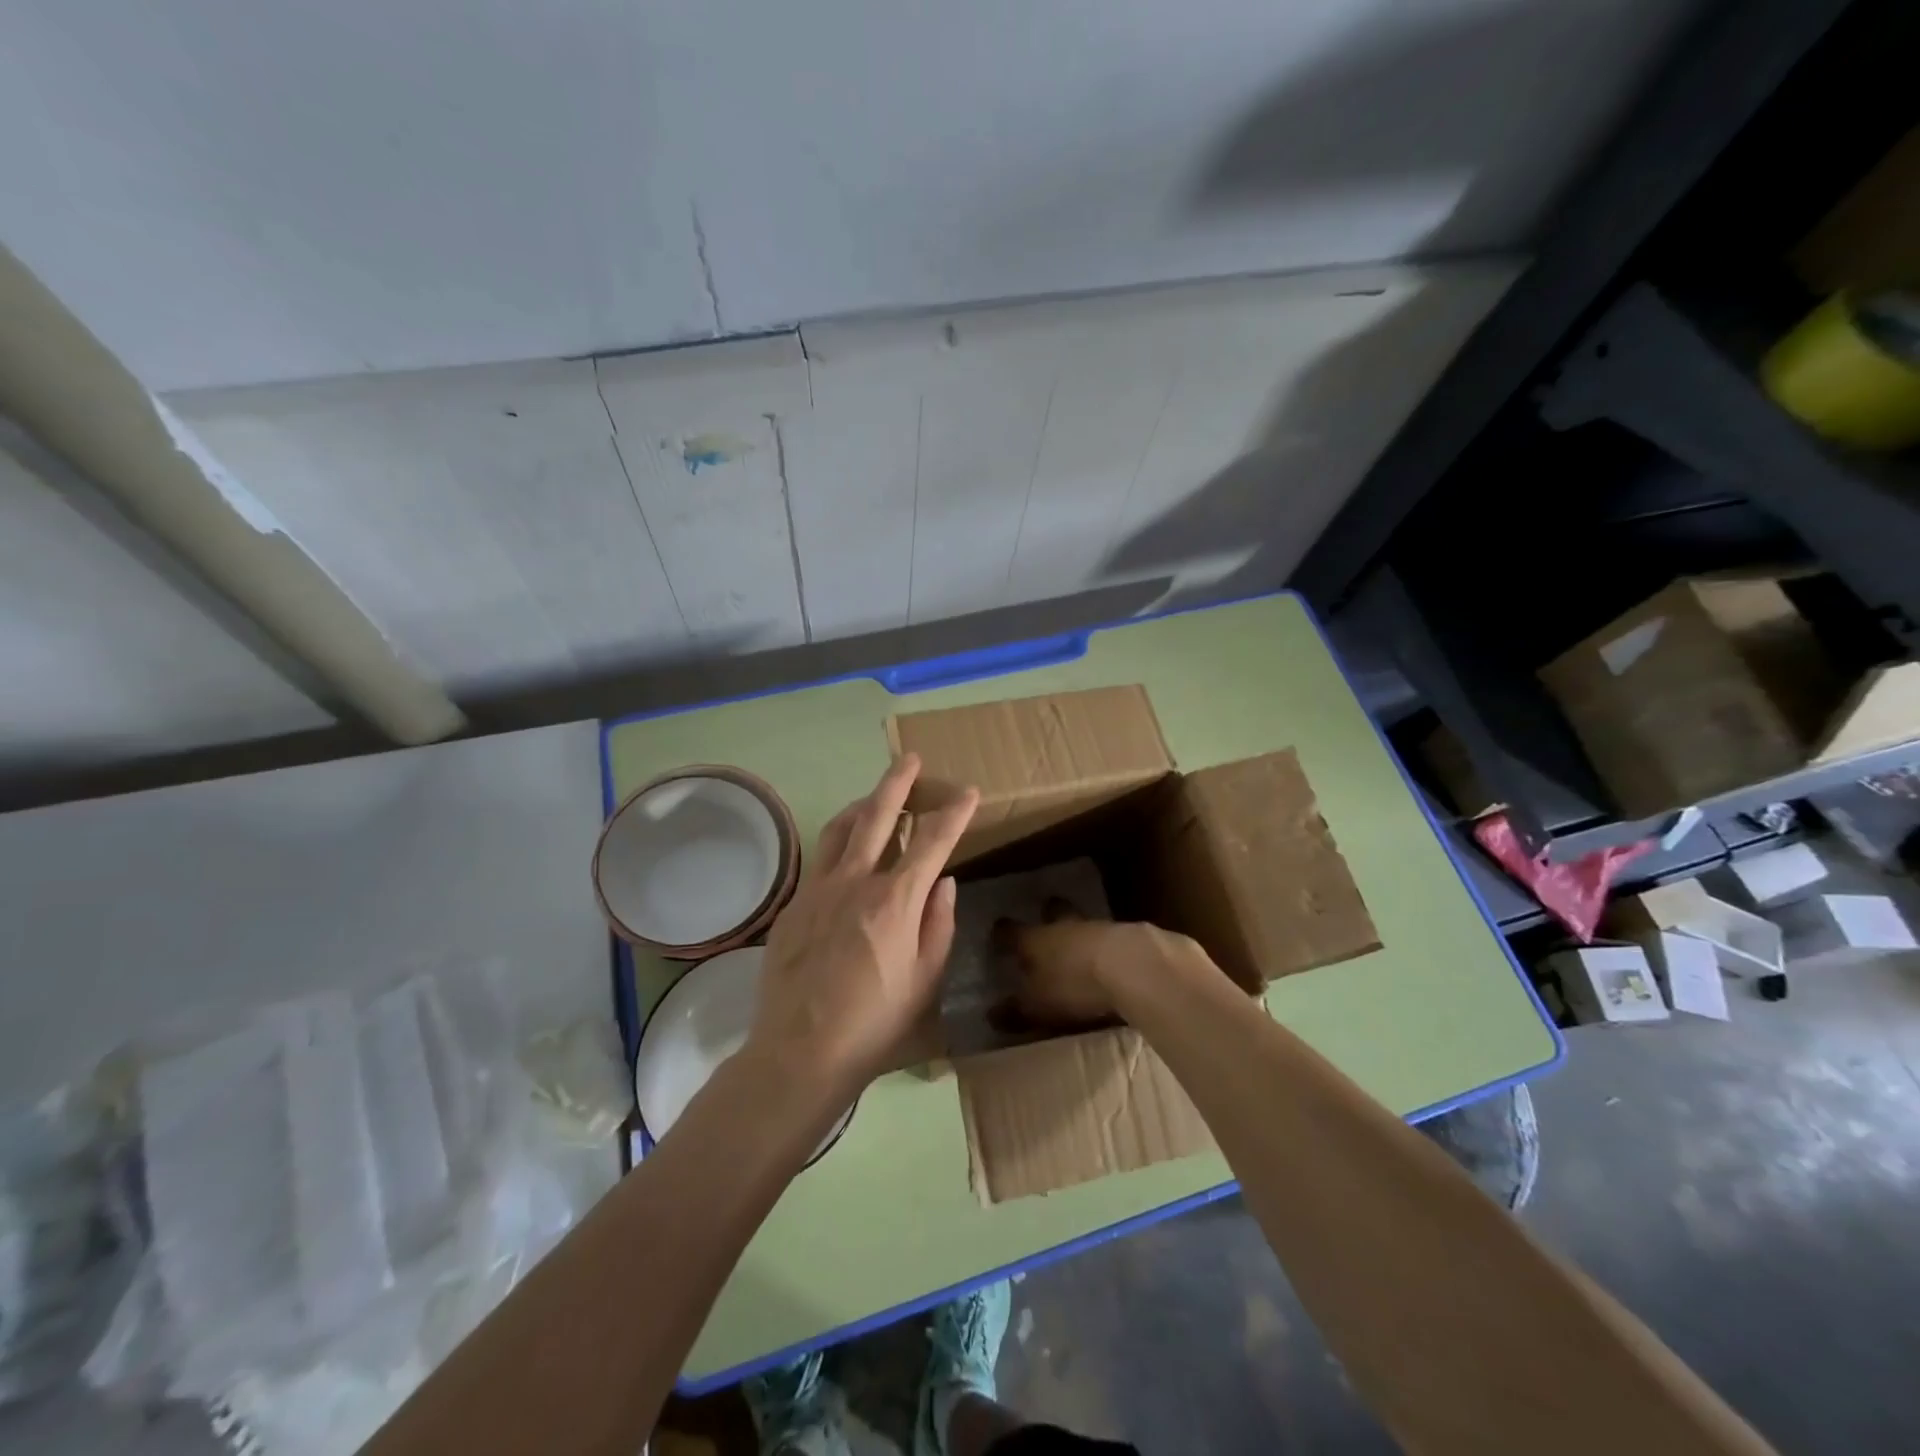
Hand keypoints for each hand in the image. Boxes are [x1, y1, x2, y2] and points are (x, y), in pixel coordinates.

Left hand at [748, 755, 977, 1098]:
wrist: (800, 1051)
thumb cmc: (875, 1023)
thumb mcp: (925, 980)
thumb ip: (938, 924)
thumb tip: (943, 882)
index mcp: (895, 900)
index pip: (932, 841)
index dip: (954, 812)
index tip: (969, 792)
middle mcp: (855, 881)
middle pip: (878, 814)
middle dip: (898, 782)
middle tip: (910, 759)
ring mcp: (818, 889)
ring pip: (841, 828)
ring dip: (862, 805)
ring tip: (875, 797)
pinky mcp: (794, 904)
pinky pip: (820, 859)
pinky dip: (839, 843)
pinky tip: (845, 855)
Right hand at [998, 908, 1202, 1026]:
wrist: (1132, 967)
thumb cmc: (1073, 985)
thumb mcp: (1038, 1006)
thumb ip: (1016, 1011)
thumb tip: (991, 1015)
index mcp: (1034, 940)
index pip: (1012, 932)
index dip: (1003, 933)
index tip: (998, 930)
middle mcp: (1063, 927)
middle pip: (1053, 914)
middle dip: (1048, 914)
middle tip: (1045, 914)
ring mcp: (1098, 928)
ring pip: (1082, 924)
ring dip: (1079, 931)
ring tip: (1078, 943)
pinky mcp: (1129, 937)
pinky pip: (1110, 939)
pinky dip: (1106, 948)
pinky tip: (1109, 959)